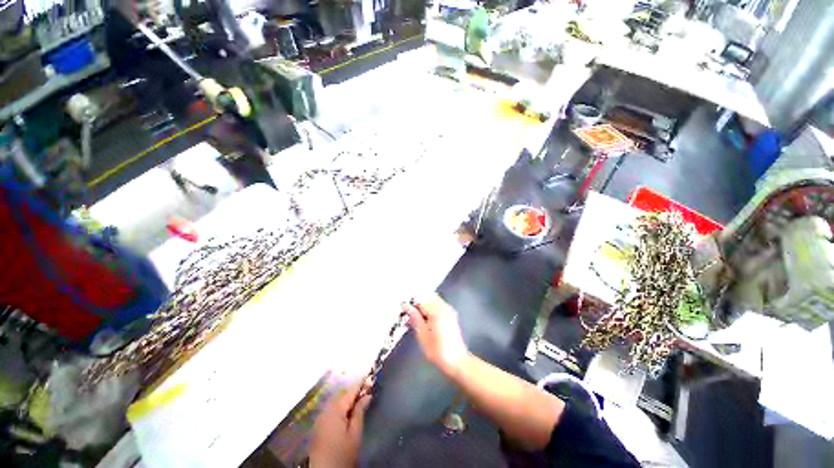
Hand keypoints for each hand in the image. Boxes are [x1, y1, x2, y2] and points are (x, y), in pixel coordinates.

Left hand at [309, 382, 370, 467]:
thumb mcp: (355, 433)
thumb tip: (366, 396)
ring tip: (361, 396)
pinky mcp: (319, 426)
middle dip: (353, 391)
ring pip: (335, 404)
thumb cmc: (344, 451)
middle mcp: (324, 411)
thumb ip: (359, 413)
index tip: (369, 375)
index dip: (359, 384)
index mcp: (333, 411)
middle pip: (340, 397)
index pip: (348, 393)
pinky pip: (331, 411)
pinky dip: (341, 407)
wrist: (326, 467)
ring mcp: (319, 419)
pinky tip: (348, 411)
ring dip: (347, 399)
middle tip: (368, 385)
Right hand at [404, 294, 469, 377]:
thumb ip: (414, 318)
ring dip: (423, 308)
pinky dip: (430, 312)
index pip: (419, 299)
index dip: (409, 304)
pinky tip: (424, 323)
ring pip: (433, 302)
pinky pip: (438, 308)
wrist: (455, 361)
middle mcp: (445, 308)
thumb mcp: (421, 335)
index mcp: (437, 311)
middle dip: (416, 305)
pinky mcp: (452, 318)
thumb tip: (406, 306)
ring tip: (415, 322)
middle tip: (407, 317)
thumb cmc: (437, 350)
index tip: (402, 313)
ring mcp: (450, 312)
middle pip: (427, 298)